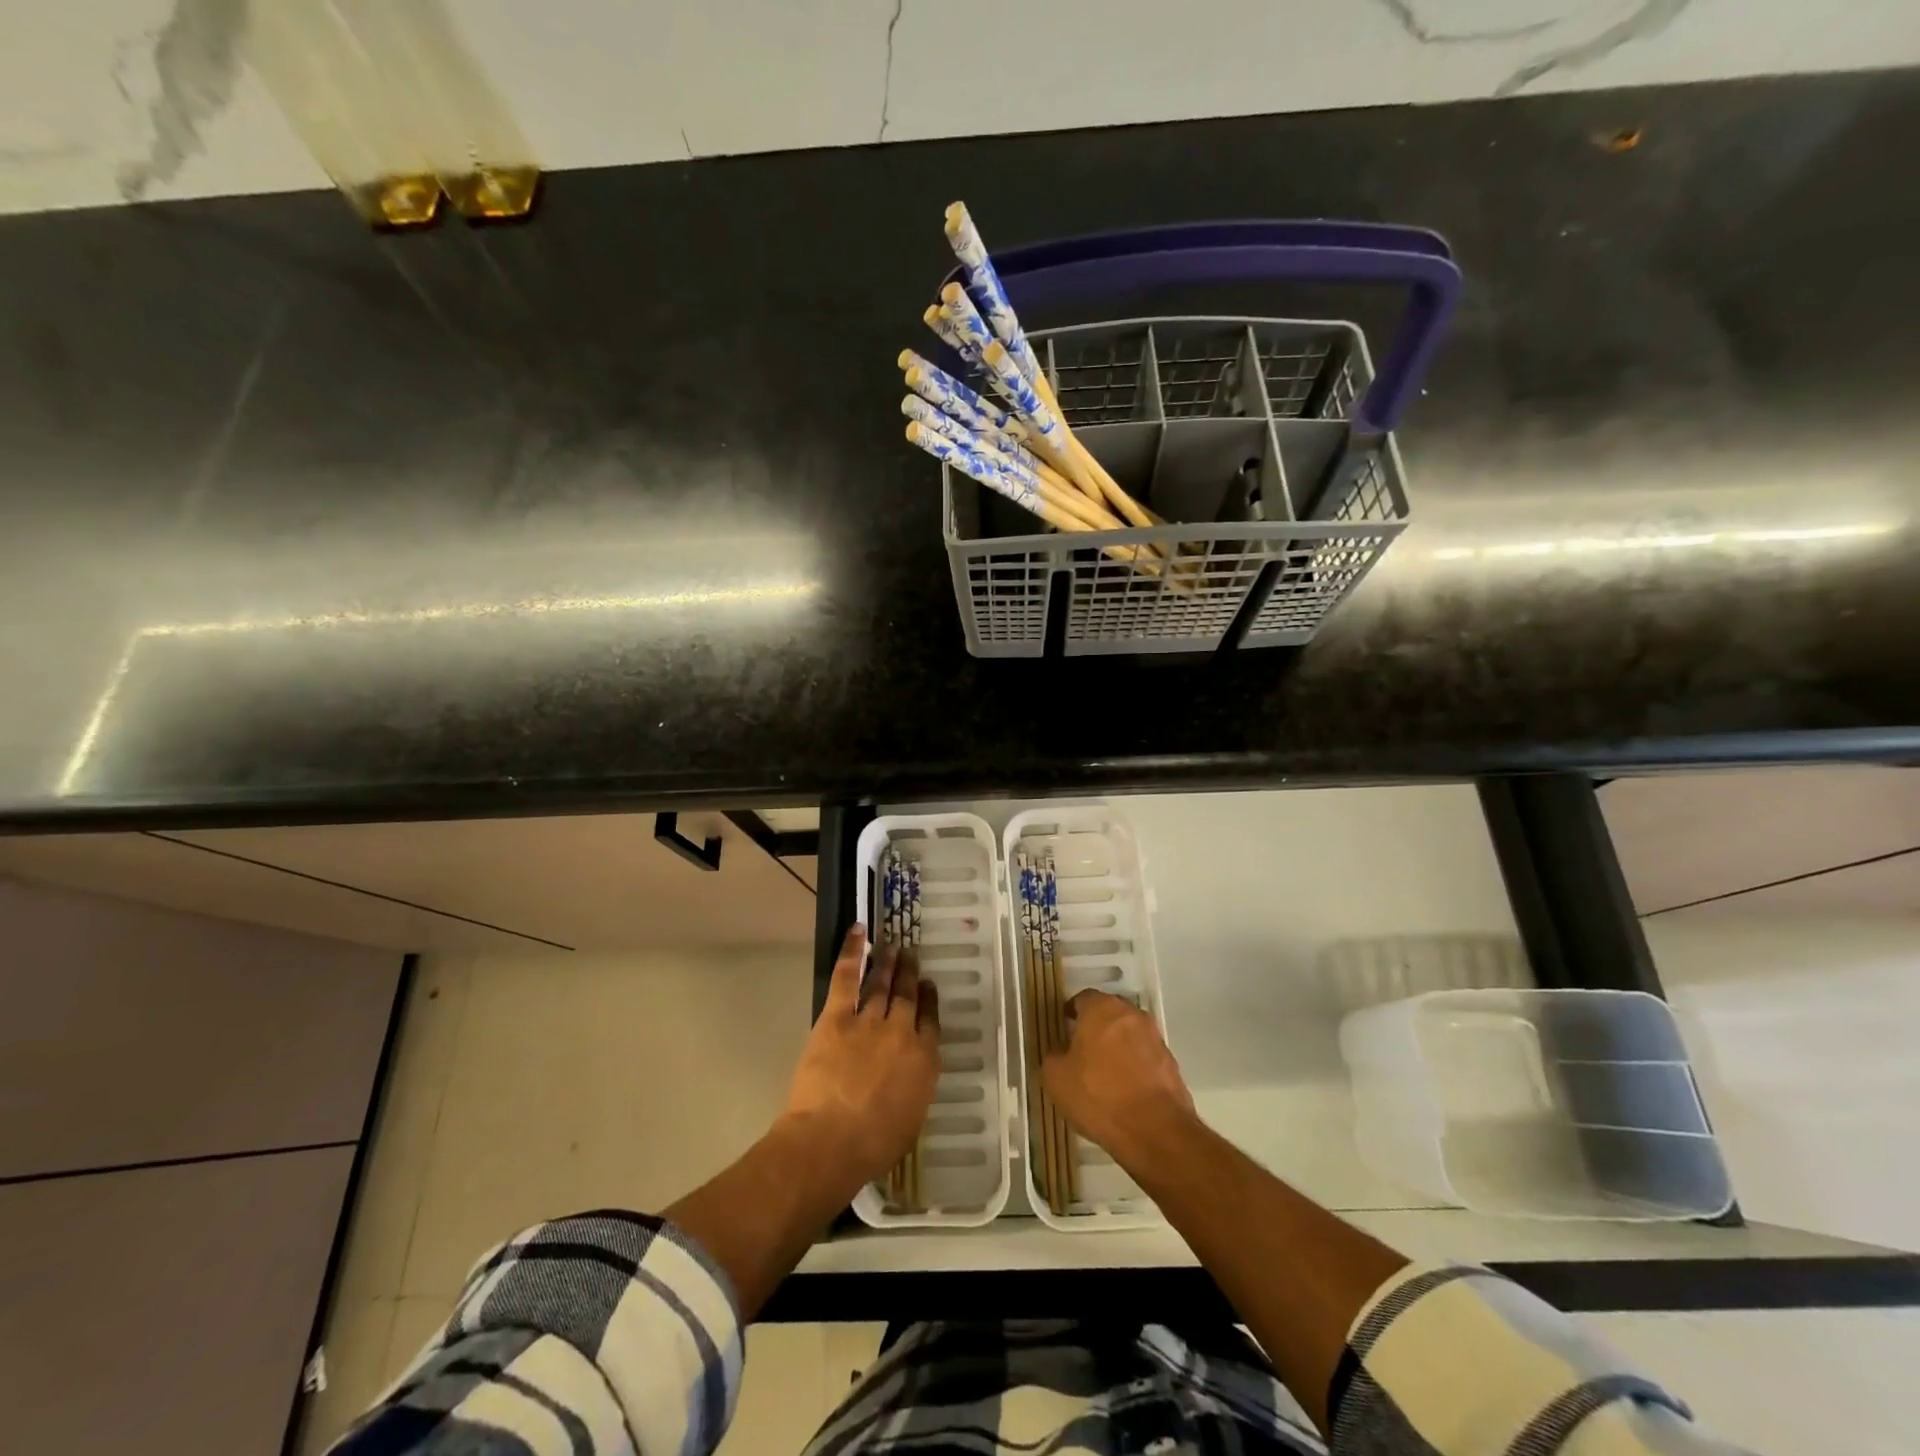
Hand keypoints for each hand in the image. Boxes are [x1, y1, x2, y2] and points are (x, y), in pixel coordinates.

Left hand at [781, 925, 939, 1193]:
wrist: (831, 1140)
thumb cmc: (873, 1144)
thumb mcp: (910, 1120)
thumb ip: (914, 1088)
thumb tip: (910, 1074)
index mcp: (924, 1060)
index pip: (930, 1020)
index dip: (929, 1000)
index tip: (928, 987)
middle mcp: (902, 1031)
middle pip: (908, 995)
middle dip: (910, 974)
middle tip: (911, 955)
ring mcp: (870, 1019)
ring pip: (882, 982)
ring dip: (888, 962)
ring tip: (893, 946)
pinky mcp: (838, 1015)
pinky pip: (848, 975)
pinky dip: (854, 951)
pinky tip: (859, 931)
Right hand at [1042, 989, 1196, 1168]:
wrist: (1155, 1130)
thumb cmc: (1098, 1096)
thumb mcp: (1056, 1078)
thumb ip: (1053, 1056)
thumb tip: (1060, 1052)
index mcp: (1102, 1008)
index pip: (1083, 999)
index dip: (1072, 1013)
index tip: (1064, 1029)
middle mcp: (1131, 1015)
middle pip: (1109, 1014)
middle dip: (1096, 1027)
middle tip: (1082, 1050)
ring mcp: (1155, 1038)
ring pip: (1129, 1035)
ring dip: (1118, 1047)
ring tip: (1105, 1074)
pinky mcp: (1171, 1064)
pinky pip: (1145, 1058)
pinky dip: (1135, 1067)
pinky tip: (1125, 1091)